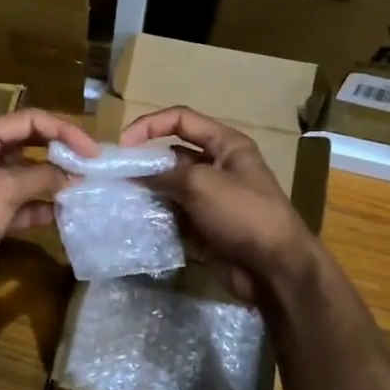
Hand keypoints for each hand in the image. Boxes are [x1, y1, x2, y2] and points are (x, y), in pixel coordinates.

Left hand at [0, 109, 99, 299]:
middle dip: (60, 154)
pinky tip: (66, 214)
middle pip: (30, 145)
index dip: (64, 131)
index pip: (30, 121)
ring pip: (28, 176)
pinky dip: (42, 208)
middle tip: (92, 167)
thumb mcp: (4, 188)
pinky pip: (23, 204)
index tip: (92, 152)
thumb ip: (42, 176)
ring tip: (85, 190)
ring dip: (54, 183)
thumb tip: (73, 176)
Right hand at [119, 106, 318, 300]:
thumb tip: (135, 176)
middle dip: (145, 162)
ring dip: (147, 190)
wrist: (274, 269)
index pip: (181, 119)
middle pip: (173, 154)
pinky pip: (173, 213)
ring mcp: (211, 198)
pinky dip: (156, 215)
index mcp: (226, 145)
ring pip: (170, 186)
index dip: (150, 125)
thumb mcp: (202, 184)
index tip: (124, 144)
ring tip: (120, 198)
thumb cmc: (244, 214)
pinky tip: (135, 220)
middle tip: (116, 176)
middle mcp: (218, 166)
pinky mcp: (204, 225)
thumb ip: (165, 175)